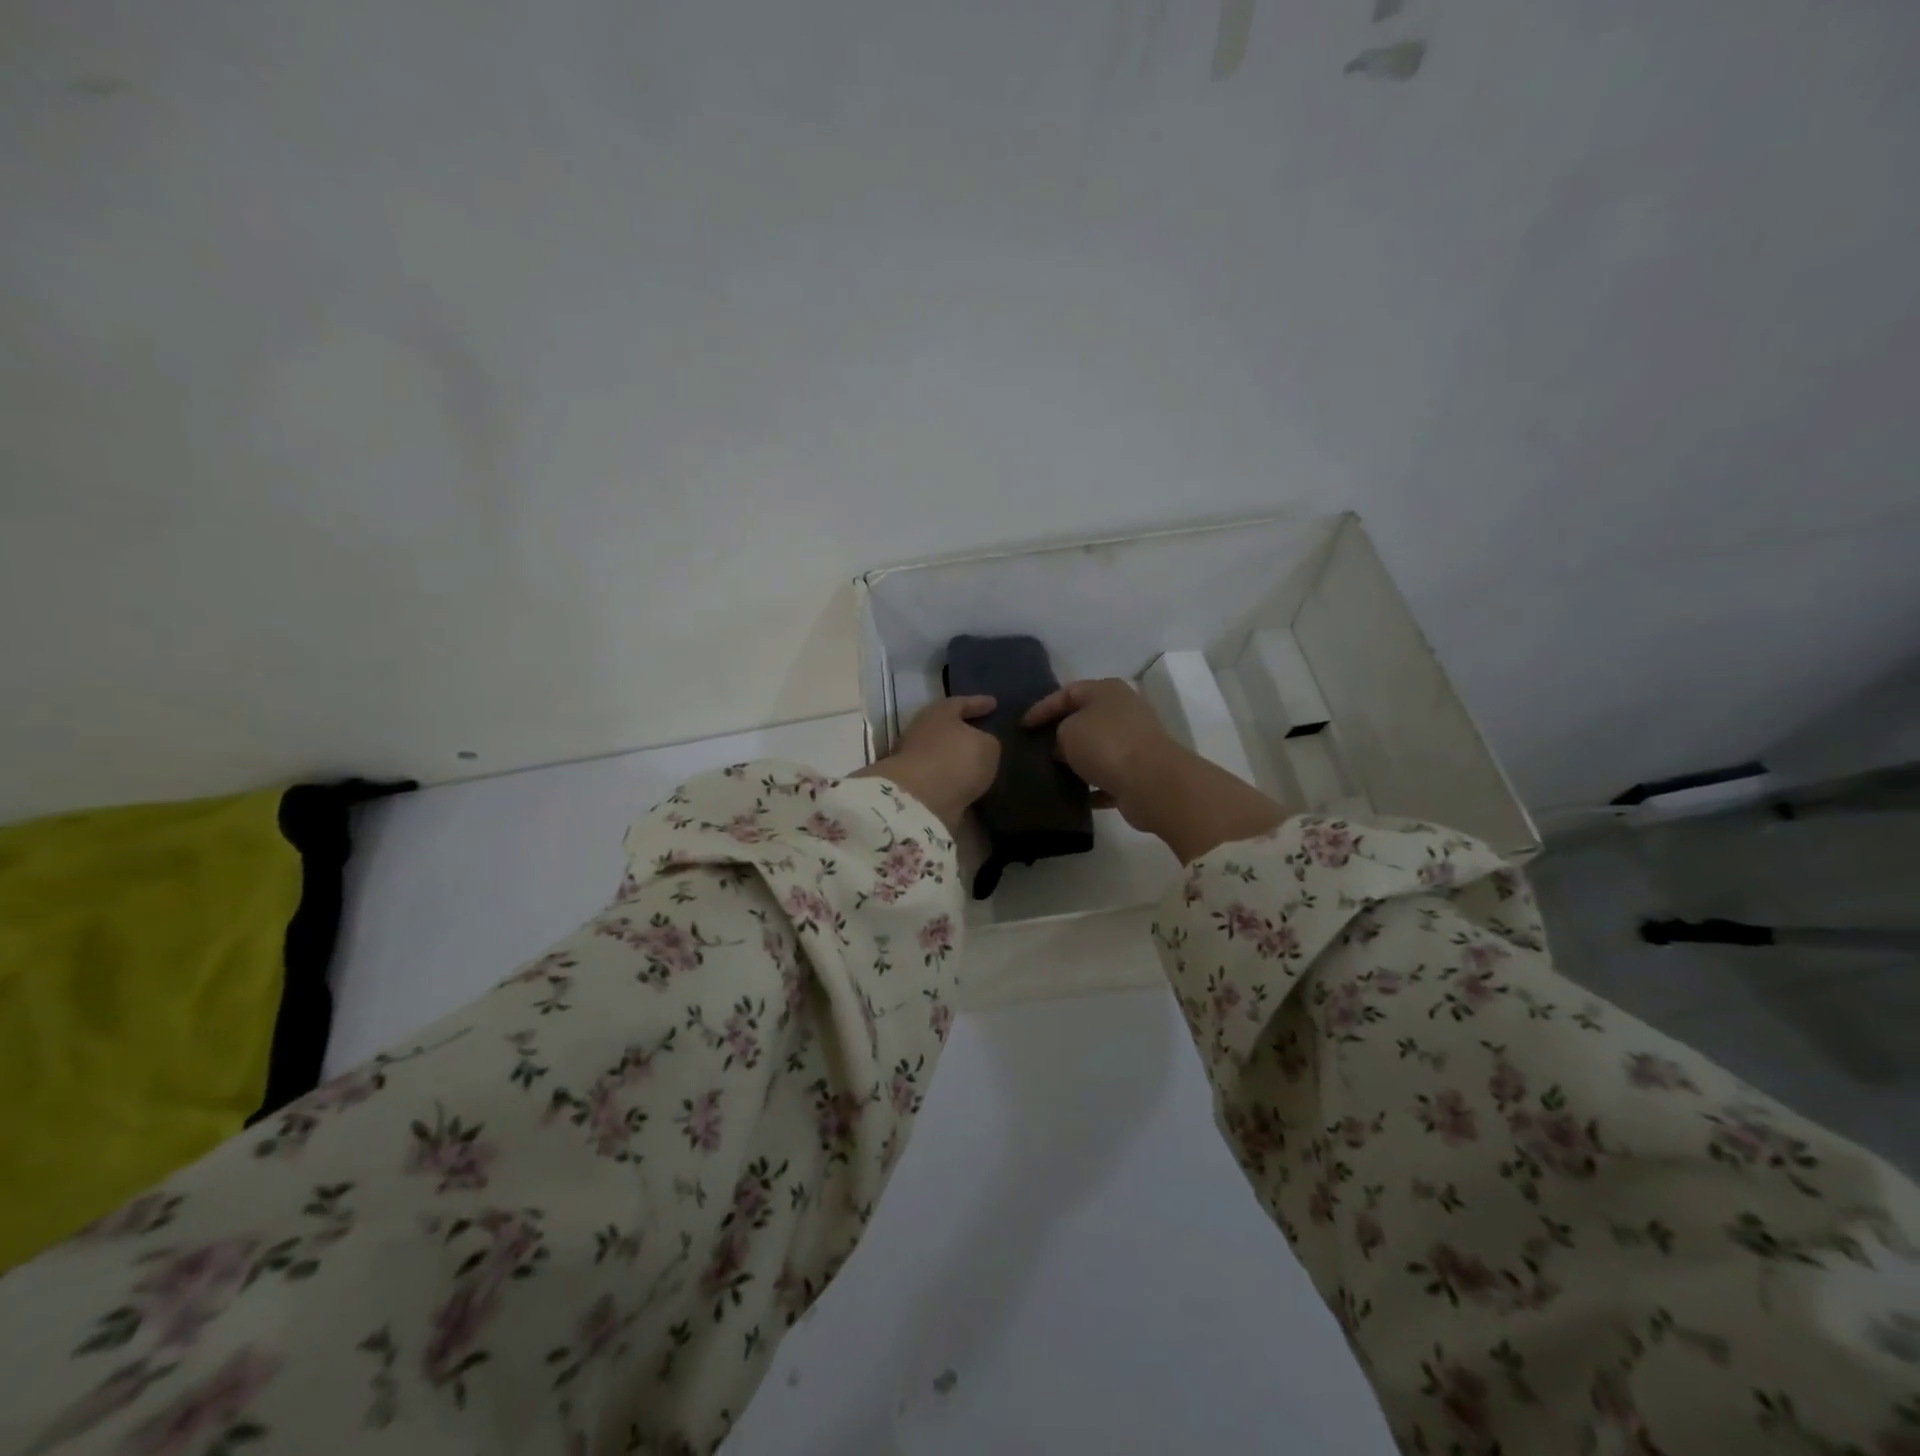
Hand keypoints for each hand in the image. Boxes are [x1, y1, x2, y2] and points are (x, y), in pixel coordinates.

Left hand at [851, 696, 999, 834]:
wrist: (919, 801)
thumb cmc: (956, 760)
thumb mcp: (987, 746)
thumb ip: (988, 742)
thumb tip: (983, 746)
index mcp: (939, 713)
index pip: (961, 702)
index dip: (979, 703)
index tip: (994, 703)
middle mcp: (922, 732)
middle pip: (947, 728)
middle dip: (965, 731)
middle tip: (985, 733)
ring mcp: (915, 761)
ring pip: (944, 755)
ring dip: (960, 760)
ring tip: (982, 765)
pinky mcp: (915, 787)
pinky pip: (941, 779)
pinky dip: (955, 782)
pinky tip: (971, 787)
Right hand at [1025, 678, 1285, 861]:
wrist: (1152, 782)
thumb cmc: (1106, 745)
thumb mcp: (1068, 731)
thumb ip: (1059, 733)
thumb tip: (1065, 748)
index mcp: (1107, 691)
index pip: (1068, 692)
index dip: (1042, 708)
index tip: (1022, 727)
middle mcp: (1124, 710)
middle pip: (1086, 718)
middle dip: (1061, 733)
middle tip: (1036, 747)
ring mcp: (1135, 742)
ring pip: (1098, 748)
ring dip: (1078, 761)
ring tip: (1051, 772)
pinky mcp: (1140, 772)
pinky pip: (1109, 777)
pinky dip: (1093, 786)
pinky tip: (1073, 797)